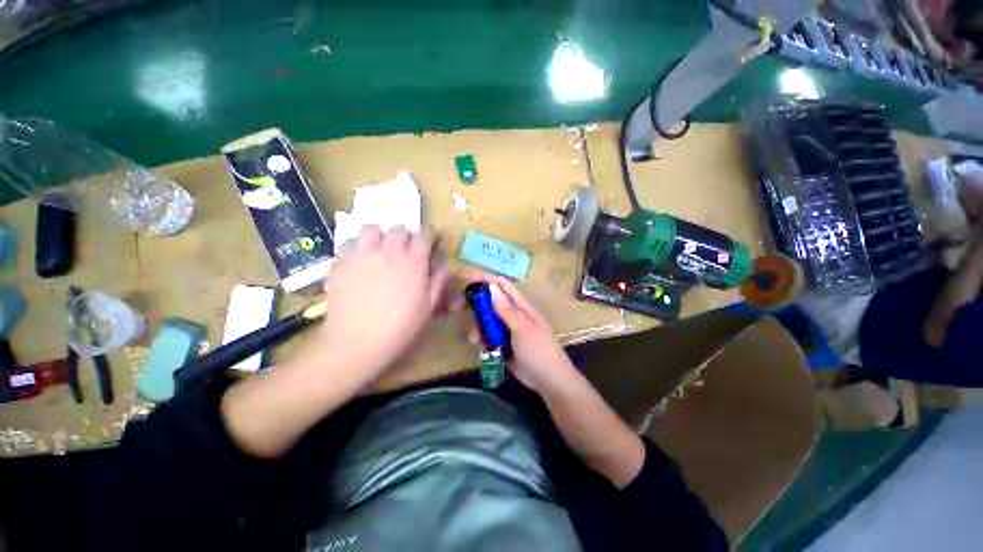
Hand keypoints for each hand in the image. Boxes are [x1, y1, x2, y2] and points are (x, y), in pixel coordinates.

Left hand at [320, 225, 448, 379]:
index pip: (426, 233)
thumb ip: (439, 279)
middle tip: (405, 252)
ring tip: (379, 252)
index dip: (430, 235)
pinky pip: (350, 242)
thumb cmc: (401, 328)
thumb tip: (443, 261)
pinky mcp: (341, 262)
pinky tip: (360, 263)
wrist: (357, 343)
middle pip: (400, 228)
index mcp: (414, 261)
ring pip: (373, 228)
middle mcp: (389, 251)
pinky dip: (358, 247)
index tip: (429, 243)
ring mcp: (362, 254)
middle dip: (406, 237)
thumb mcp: (430, 306)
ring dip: (380, 237)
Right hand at [466, 272, 575, 392]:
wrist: (549, 381)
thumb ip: (507, 310)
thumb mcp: (523, 329)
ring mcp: (508, 329)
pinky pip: (488, 336)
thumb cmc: (539, 351)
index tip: (468, 279)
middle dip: (475, 305)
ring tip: (474, 340)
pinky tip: (482, 349)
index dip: (487, 279)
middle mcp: (514, 314)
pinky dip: (482, 339)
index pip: (503, 286)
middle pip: (491, 302)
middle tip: (456, 308)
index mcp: (522, 306)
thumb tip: (492, 288)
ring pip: (487, 320)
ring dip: (477, 327)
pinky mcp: (504, 343)